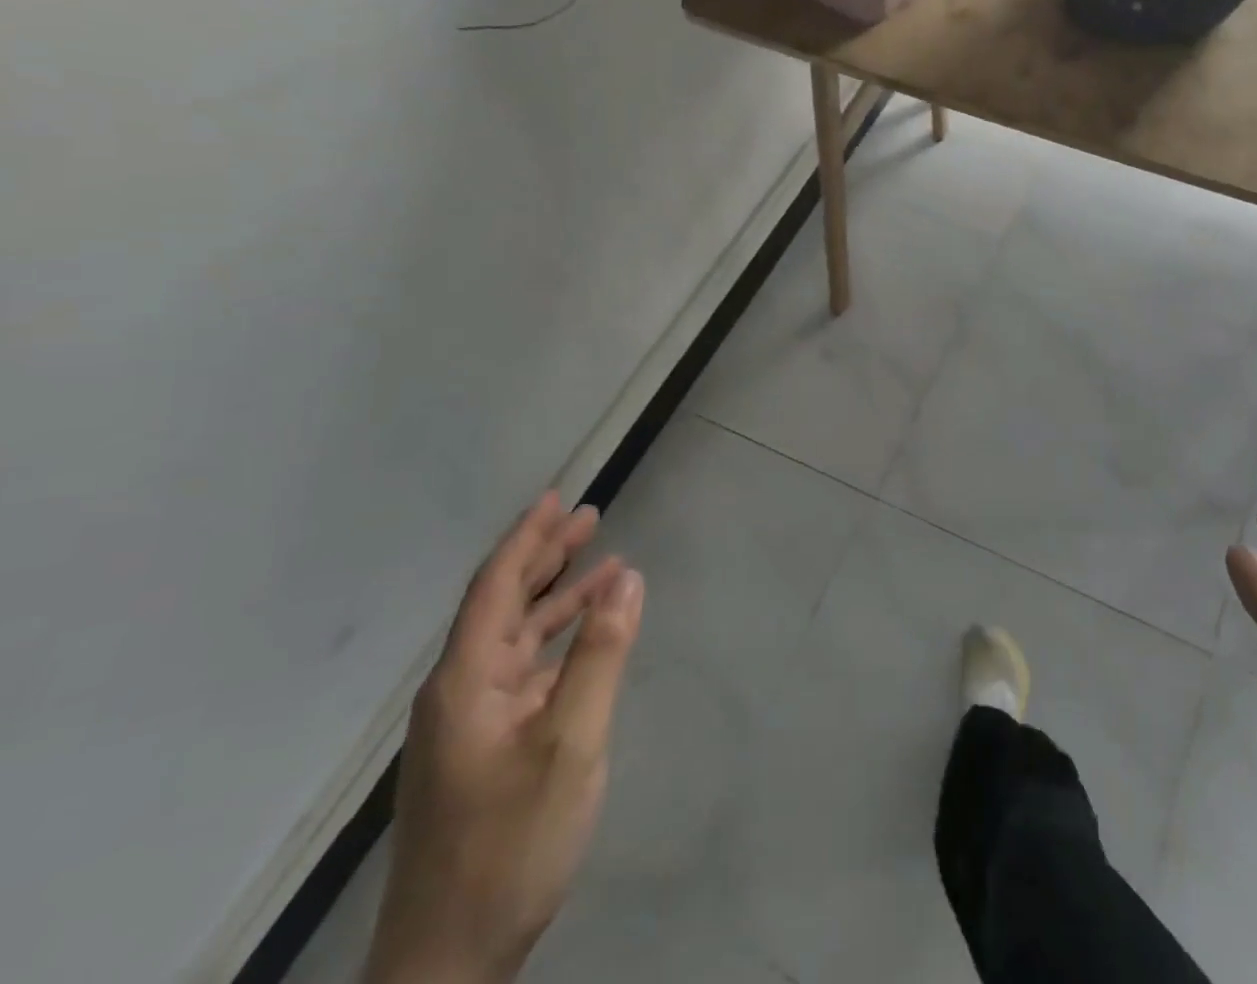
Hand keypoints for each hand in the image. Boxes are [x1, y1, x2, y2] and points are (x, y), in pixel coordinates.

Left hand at [365, 493, 644, 983]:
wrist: (449, 960)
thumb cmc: (510, 842)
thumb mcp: (570, 741)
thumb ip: (600, 654)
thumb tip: (627, 577)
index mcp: (466, 681)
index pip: (495, 587)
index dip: (527, 539)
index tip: (556, 498)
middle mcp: (461, 692)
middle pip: (502, 605)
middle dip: (544, 557)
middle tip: (587, 516)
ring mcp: (471, 724)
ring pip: (516, 637)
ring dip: (557, 597)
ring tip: (603, 561)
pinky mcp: (486, 749)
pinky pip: (525, 671)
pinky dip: (559, 640)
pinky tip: (589, 635)